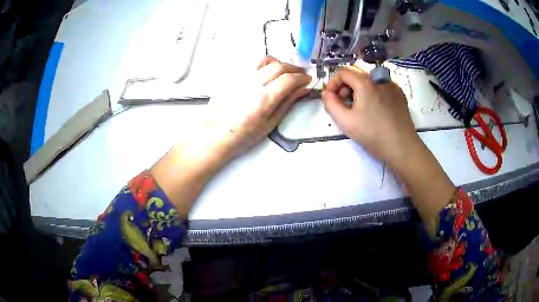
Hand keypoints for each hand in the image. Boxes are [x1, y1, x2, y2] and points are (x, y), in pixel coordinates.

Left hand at [199, 56, 311, 162]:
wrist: (216, 132)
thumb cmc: (243, 134)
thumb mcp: (270, 123)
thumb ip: (287, 103)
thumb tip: (302, 89)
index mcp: (263, 99)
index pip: (289, 79)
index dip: (302, 77)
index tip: (307, 80)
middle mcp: (252, 83)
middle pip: (279, 66)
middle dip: (294, 68)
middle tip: (300, 74)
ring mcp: (240, 77)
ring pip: (264, 59)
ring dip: (278, 63)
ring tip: (283, 71)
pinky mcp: (232, 75)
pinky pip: (251, 63)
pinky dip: (264, 65)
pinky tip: (266, 73)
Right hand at [321, 63, 418, 170]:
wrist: (402, 147)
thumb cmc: (373, 135)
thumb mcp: (345, 122)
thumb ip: (330, 104)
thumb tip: (326, 93)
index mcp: (365, 82)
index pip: (343, 72)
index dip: (333, 83)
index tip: (332, 98)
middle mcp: (379, 77)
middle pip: (356, 71)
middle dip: (346, 84)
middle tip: (345, 103)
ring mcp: (391, 84)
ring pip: (369, 77)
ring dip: (359, 87)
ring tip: (359, 106)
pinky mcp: (399, 93)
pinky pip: (381, 84)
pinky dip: (372, 90)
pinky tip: (374, 107)